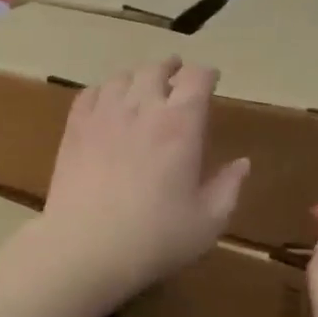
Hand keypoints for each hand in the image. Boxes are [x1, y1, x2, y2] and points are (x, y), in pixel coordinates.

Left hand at [39, 57, 249, 308]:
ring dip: (137, 77)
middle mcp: (142, 108)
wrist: (85, 248)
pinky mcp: (75, 129)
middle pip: (156, 70)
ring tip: (142, 86)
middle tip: (176, 75)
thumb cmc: (155, 238)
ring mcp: (104, 115)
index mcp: (180, 125)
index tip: (211, 79)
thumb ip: (228, 187)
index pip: (197, 79)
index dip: (206, 74)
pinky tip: (106, 101)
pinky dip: (104, 90)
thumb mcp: (207, 221)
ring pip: (122, 78)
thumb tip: (242, 163)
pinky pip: (90, 94)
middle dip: (171, 69)